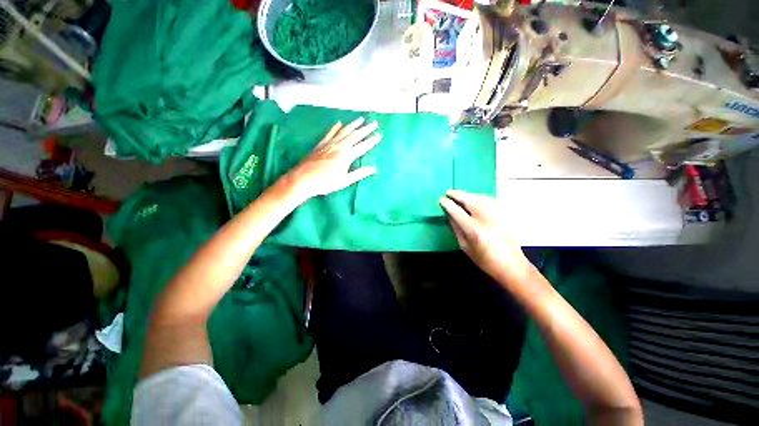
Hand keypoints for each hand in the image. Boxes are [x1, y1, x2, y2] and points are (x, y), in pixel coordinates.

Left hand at [285, 117, 381, 200]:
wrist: (303, 179)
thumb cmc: (325, 183)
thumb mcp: (345, 181)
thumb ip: (359, 173)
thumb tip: (373, 169)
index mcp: (346, 156)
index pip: (362, 146)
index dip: (372, 141)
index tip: (379, 135)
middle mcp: (339, 146)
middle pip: (355, 135)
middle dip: (366, 129)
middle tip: (374, 123)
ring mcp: (329, 143)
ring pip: (343, 131)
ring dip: (353, 125)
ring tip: (360, 119)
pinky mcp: (321, 144)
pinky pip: (330, 133)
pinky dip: (336, 127)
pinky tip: (339, 123)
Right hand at [439, 190, 532, 283]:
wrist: (512, 266)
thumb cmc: (485, 261)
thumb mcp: (465, 247)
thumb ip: (456, 229)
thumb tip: (449, 215)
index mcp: (475, 231)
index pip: (457, 212)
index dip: (448, 204)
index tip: (441, 199)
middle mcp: (486, 220)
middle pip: (470, 200)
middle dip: (458, 195)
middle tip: (448, 192)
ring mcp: (497, 216)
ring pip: (480, 198)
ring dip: (468, 194)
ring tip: (459, 194)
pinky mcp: (504, 215)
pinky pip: (489, 200)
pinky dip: (479, 197)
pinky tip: (474, 198)